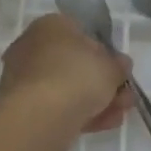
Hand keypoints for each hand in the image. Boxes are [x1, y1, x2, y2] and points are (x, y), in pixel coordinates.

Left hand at [0, 14, 133, 150]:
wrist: (40, 116)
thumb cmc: (76, 76)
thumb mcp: (111, 67)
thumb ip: (118, 66)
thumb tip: (119, 66)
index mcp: (51, 26)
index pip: (82, 33)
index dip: (105, 52)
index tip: (120, 70)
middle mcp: (33, 47)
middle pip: (76, 64)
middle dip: (103, 82)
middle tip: (125, 97)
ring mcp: (26, 78)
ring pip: (68, 88)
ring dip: (96, 100)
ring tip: (119, 115)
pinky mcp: (25, 107)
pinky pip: (58, 106)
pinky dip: (81, 114)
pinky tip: (104, 124)